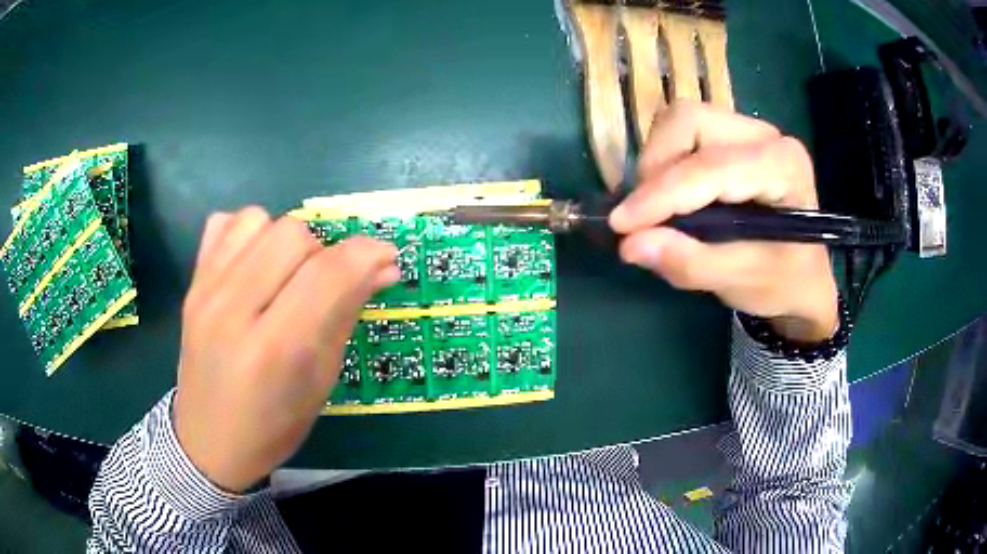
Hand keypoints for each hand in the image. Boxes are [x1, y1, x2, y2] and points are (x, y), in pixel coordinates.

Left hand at [174, 207, 399, 492]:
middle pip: (294, 235)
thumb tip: (383, 268)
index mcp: (275, 350)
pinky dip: (249, 234)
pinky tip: (254, 264)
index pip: (328, 274)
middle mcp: (233, 311)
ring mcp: (205, 292)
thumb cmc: (273, 426)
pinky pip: (225, 223)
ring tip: (287, 274)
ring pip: (260, 220)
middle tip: (326, 283)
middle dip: (325, 251)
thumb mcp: (320, 382)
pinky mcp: (191, 284)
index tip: (385, 259)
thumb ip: (346, 315)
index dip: (367, 254)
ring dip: (286, 241)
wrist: (209, 441)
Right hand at [609, 102, 838, 342]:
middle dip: (656, 167)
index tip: (621, 225)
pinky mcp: (732, 136)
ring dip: (657, 163)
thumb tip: (630, 245)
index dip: (662, 194)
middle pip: (689, 122)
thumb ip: (689, 262)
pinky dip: (664, 162)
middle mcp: (766, 135)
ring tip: (658, 208)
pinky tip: (671, 196)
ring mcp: (748, 130)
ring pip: (680, 121)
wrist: (804, 276)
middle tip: (644, 215)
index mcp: (782, 167)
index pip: (711, 166)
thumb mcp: (741, 282)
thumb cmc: (783, 282)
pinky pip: (682, 132)